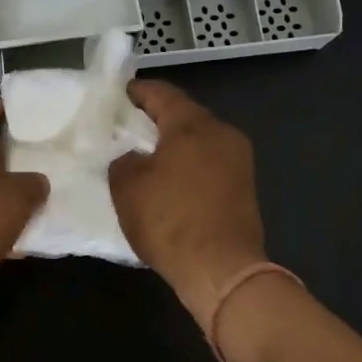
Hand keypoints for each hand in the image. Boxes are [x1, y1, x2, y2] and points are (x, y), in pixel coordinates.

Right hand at [109, 81, 266, 331]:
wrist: (222, 270)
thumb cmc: (170, 220)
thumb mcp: (127, 187)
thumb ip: (123, 160)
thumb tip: (133, 157)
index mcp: (193, 124)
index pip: (161, 93)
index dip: (136, 91)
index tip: (117, 95)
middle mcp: (222, 132)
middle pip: (184, 114)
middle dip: (155, 118)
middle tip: (126, 126)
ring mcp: (238, 159)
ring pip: (199, 139)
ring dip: (174, 143)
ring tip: (145, 154)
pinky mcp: (244, 186)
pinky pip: (209, 162)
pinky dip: (188, 163)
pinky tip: (169, 179)